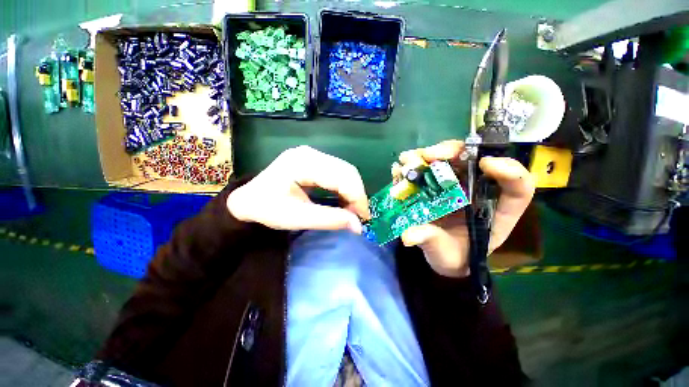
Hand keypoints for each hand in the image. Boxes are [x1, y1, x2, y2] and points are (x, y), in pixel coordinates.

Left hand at [227, 146, 370, 232]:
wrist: (248, 199)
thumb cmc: (267, 208)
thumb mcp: (297, 218)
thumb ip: (329, 220)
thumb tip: (358, 227)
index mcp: (303, 163)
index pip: (342, 176)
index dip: (357, 197)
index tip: (363, 219)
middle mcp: (311, 153)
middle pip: (347, 170)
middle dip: (357, 195)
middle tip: (359, 216)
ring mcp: (312, 155)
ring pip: (345, 171)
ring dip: (353, 191)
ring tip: (352, 210)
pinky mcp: (314, 161)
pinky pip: (338, 172)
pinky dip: (345, 188)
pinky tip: (344, 200)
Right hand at [398, 140, 534, 277]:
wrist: (438, 254)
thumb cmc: (451, 256)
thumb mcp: (444, 253)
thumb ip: (431, 241)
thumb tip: (408, 235)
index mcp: (493, 210)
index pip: (518, 187)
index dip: (509, 170)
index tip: (485, 164)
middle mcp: (474, 191)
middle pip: (473, 161)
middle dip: (451, 152)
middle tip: (429, 155)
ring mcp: (453, 186)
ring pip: (446, 160)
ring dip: (426, 156)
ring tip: (408, 161)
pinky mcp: (435, 185)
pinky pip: (426, 169)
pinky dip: (412, 166)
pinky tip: (399, 170)